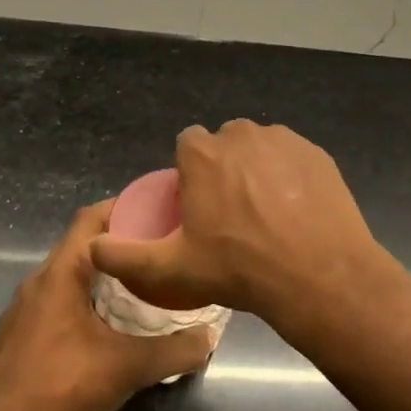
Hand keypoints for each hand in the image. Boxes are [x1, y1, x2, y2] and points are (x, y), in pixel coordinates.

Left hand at [0, 201, 214, 410]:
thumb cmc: (61, 389)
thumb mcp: (128, 368)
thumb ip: (174, 350)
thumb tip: (210, 337)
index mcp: (59, 275)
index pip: (90, 219)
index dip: (123, 207)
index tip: (158, 210)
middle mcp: (37, 282)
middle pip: (81, 246)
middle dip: (120, 244)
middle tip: (159, 250)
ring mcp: (24, 310)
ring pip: (69, 276)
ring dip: (102, 275)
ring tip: (142, 284)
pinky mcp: (20, 335)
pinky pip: (57, 301)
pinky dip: (85, 299)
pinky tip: (108, 325)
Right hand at [88, 120, 386, 331]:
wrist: (319, 275)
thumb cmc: (239, 269)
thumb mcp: (172, 270)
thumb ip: (125, 256)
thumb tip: (91, 247)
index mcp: (203, 153)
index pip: (187, 145)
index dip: (191, 173)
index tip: (199, 205)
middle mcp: (241, 134)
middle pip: (224, 144)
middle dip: (223, 168)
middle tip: (232, 213)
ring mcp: (284, 140)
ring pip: (260, 148)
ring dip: (257, 169)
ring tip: (266, 213)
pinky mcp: (317, 153)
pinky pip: (292, 157)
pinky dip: (290, 175)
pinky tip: (295, 210)